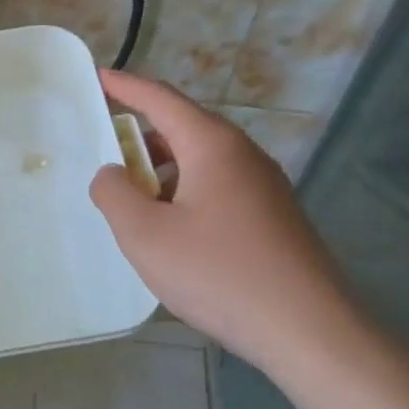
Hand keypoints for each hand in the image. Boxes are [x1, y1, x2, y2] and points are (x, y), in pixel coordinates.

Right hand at [89, 70, 371, 376]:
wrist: (310, 331)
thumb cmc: (219, 274)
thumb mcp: (145, 235)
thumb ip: (114, 194)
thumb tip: (111, 174)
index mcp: (212, 146)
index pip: (161, 99)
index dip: (125, 86)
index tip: (98, 77)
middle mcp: (243, 155)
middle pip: (183, 127)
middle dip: (140, 134)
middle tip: (106, 150)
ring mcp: (264, 186)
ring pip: (201, 160)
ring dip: (162, 169)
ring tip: (134, 200)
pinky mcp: (274, 216)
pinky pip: (218, 187)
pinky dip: (185, 192)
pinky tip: (173, 231)